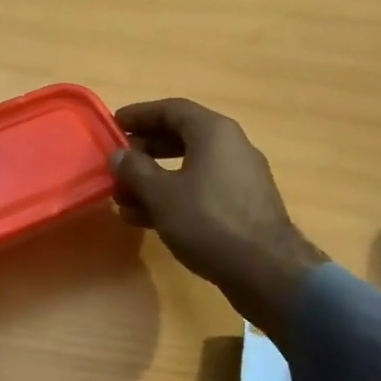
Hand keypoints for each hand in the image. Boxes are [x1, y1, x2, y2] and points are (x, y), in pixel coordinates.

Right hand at [112, 98, 326, 344]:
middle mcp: (231, 147)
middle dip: (144, 152)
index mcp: (214, 132)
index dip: (139, 115)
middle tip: (116, 166)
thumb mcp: (162, 194)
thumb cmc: (209, 221)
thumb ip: (135, 170)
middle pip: (179, 137)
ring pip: (188, 168)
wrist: (267, 271)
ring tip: (123, 200)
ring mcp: (239, 178)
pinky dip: (173, 198)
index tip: (113, 125)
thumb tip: (119, 155)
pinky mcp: (242, 206)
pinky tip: (148, 220)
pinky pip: (201, 191)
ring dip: (154, 180)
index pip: (170, 109)